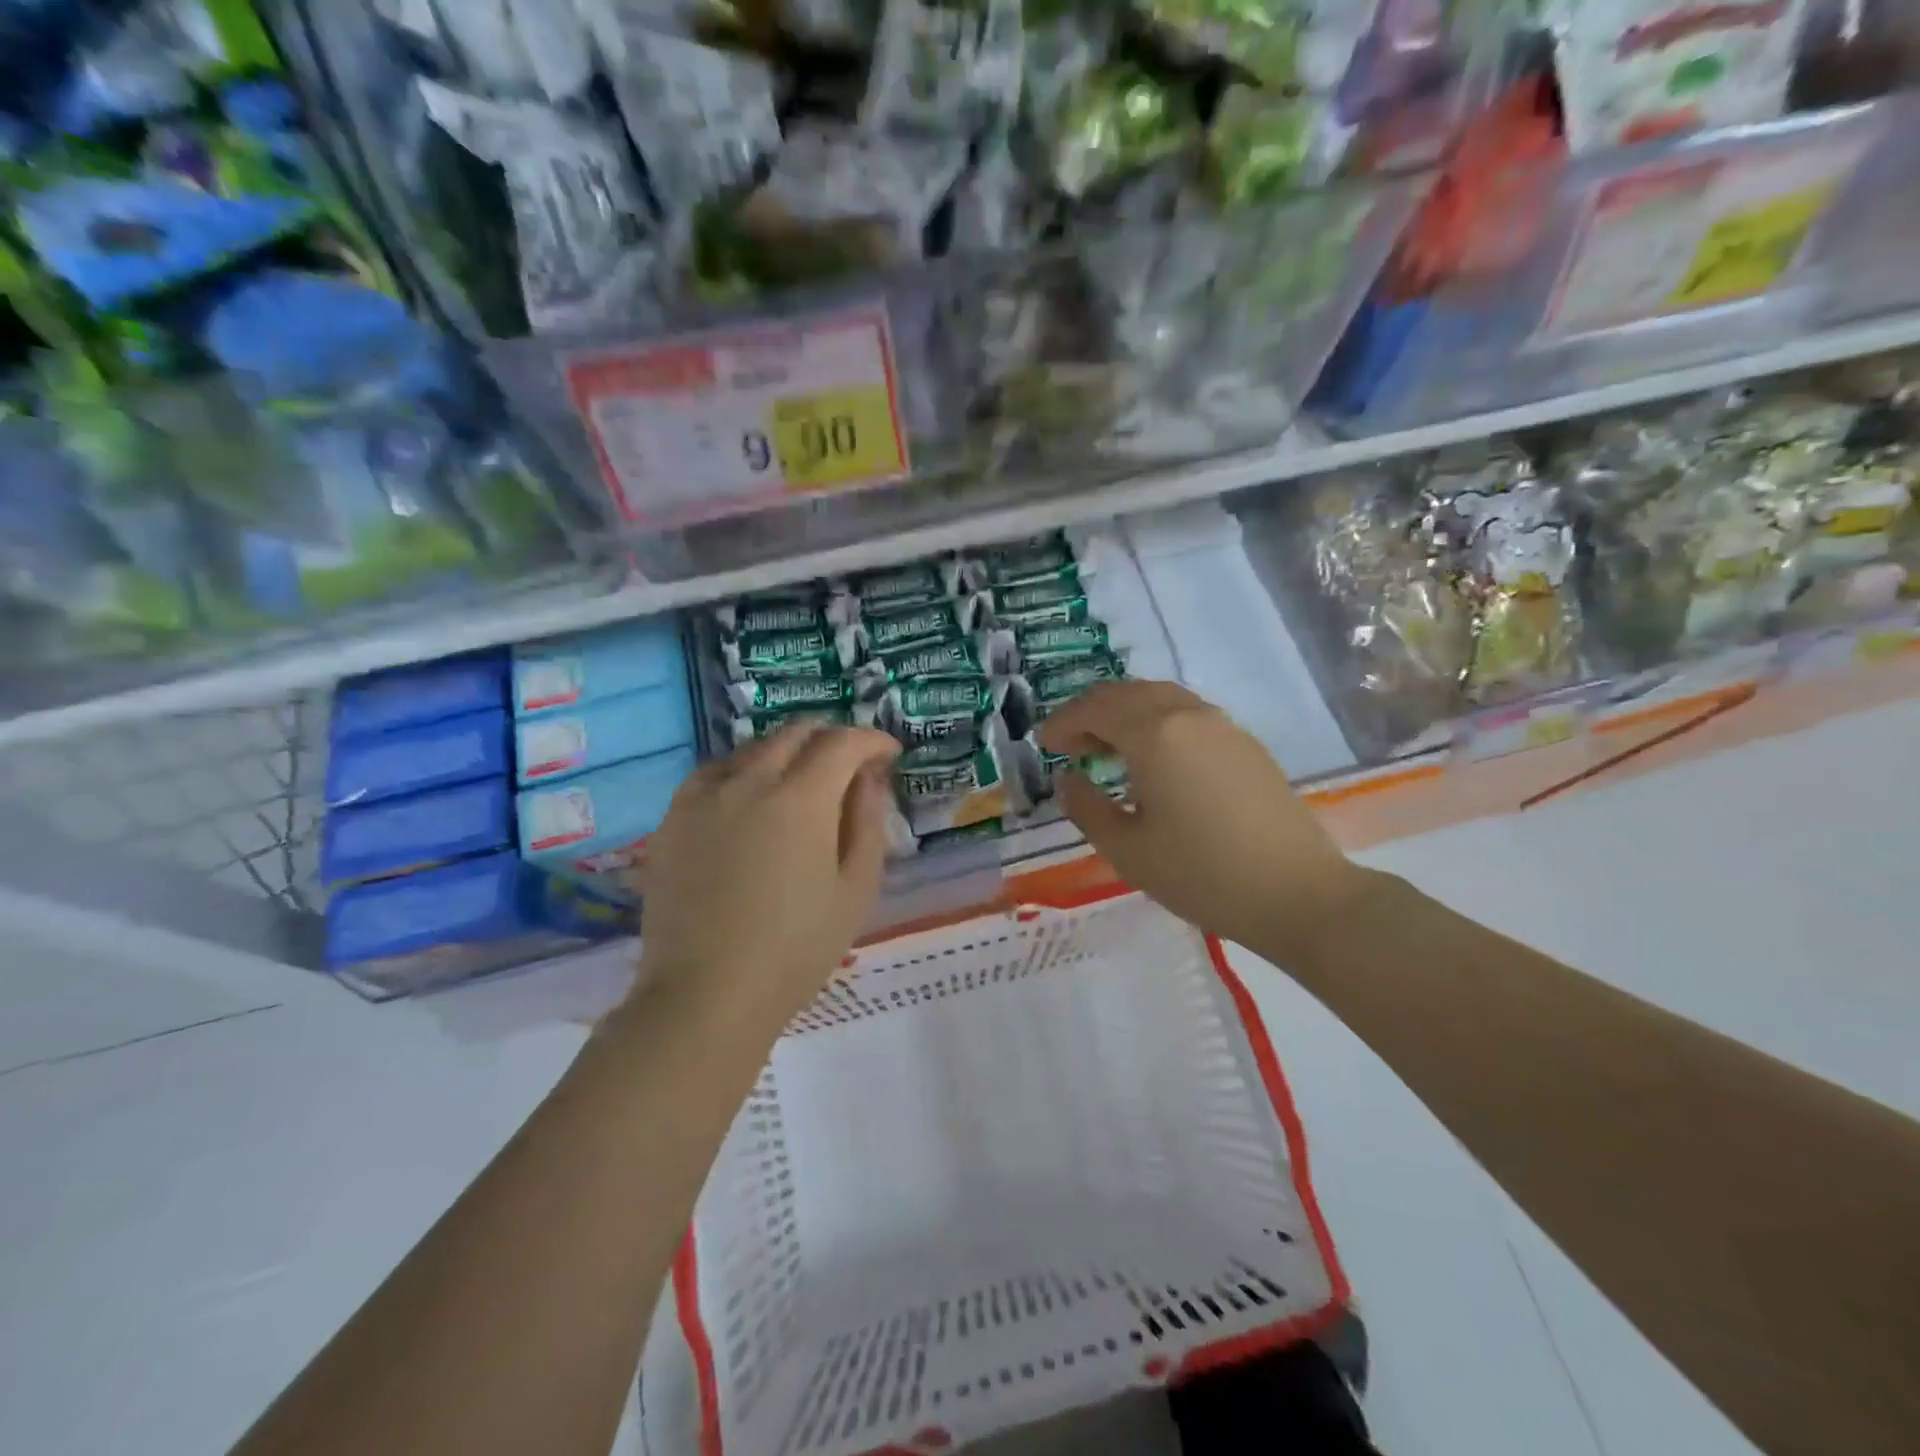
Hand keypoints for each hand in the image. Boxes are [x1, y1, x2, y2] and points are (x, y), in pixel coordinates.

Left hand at [634, 720, 900, 1026]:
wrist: (705, 996)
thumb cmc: (796, 949)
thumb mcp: (855, 889)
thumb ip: (867, 821)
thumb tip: (868, 777)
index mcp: (801, 798)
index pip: (842, 742)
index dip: (872, 739)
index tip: (889, 753)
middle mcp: (750, 781)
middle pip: (795, 733)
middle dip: (831, 739)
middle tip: (850, 764)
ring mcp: (704, 797)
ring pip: (753, 749)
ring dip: (787, 752)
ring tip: (801, 781)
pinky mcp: (673, 819)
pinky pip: (713, 773)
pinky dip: (742, 771)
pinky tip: (748, 799)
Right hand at [1039, 680, 1365, 963]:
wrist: (1297, 894)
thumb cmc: (1201, 874)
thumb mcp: (1127, 850)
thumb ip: (1086, 807)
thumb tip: (1068, 779)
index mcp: (1155, 734)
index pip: (1095, 709)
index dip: (1062, 723)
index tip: (1043, 745)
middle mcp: (1188, 715)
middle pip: (1127, 693)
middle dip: (1090, 713)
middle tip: (1069, 745)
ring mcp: (1223, 726)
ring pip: (1160, 697)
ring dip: (1125, 713)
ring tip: (1106, 749)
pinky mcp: (1245, 744)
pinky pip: (1187, 713)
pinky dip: (1156, 722)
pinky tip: (1153, 760)